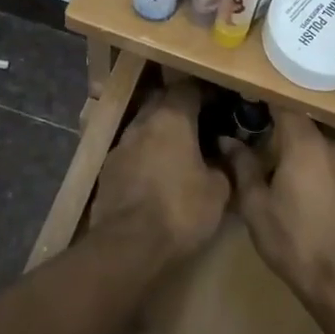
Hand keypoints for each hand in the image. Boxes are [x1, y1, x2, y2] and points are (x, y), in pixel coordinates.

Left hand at [92, 80, 227, 258]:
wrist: (127, 245)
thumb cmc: (180, 210)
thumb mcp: (219, 191)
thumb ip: (226, 165)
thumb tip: (226, 152)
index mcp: (171, 118)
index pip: (189, 88)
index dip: (206, 92)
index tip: (220, 102)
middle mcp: (142, 122)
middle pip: (162, 100)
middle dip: (180, 106)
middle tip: (202, 122)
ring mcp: (121, 144)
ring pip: (144, 125)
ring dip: (161, 130)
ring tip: (180, 149)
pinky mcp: (108, 168)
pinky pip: (132, 149)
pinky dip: (146, 153)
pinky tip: (158, 172)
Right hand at [226, 112, 334, 306]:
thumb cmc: (295, 241)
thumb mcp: (256, 207)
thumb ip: (243, 167)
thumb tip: (227, 139)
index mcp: (304, 143)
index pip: (286, 106)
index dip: (270, 105)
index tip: (256, 109)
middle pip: (309, 133)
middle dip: (291, 143)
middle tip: (274, 164)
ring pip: (331, 156)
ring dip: (317, 165)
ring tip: (303, 192)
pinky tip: (329, 210)